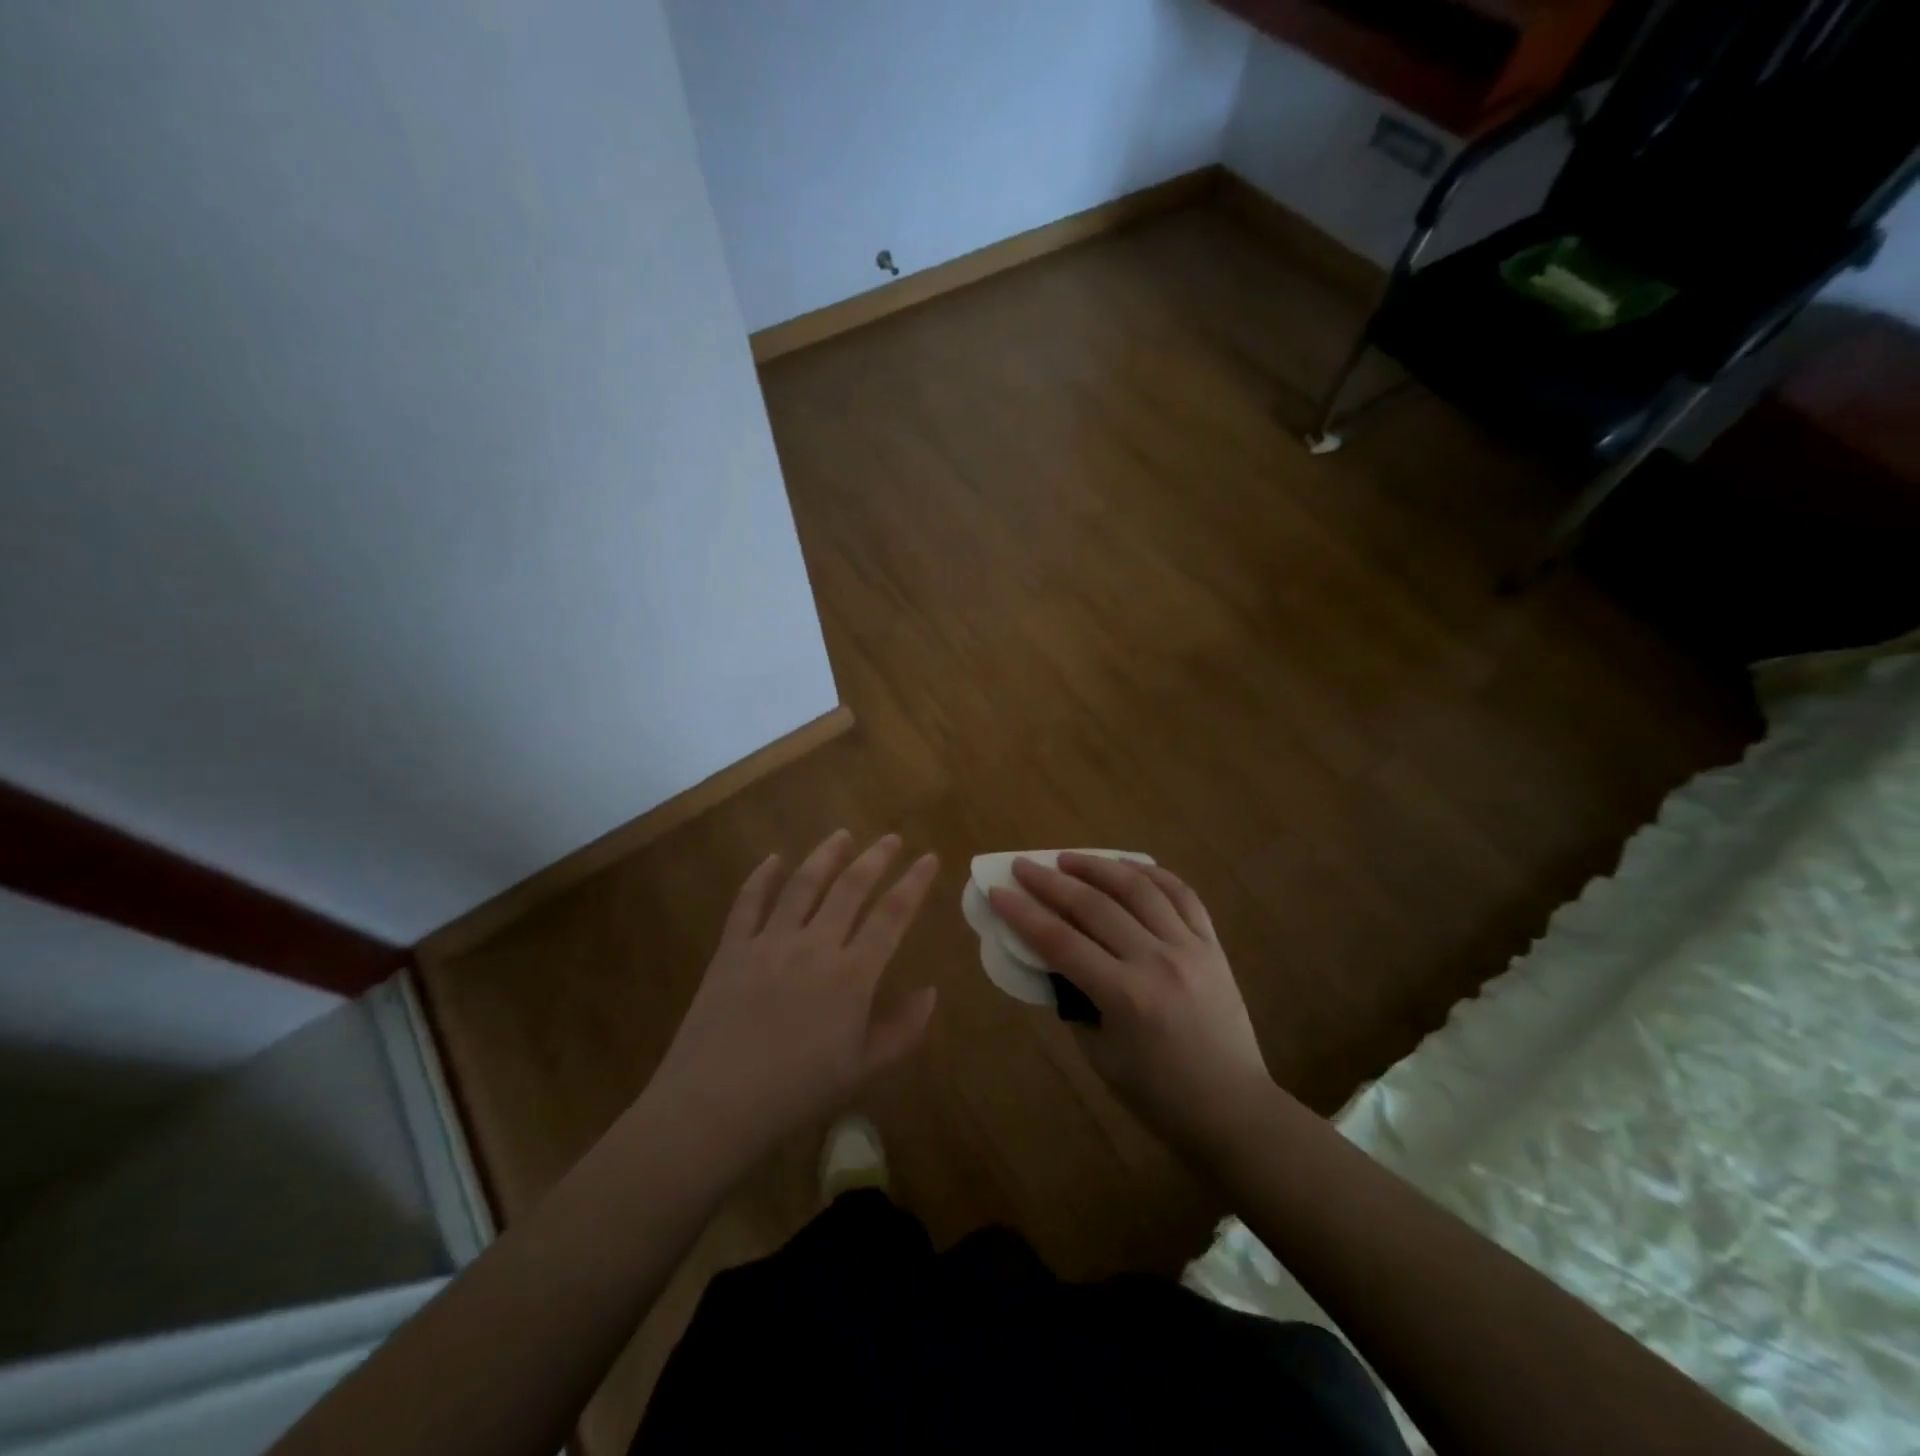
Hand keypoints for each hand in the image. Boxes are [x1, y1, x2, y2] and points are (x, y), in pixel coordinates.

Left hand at [650, 831, 939, 1152]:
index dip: (914, 883)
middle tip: (891, 838)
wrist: (714, 1105)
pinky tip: (774, 859)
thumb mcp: (862, 1070)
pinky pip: (748, 901)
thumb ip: (902, 1030)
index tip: (928, 858)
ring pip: (803, 884)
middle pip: (851, 887)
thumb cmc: (795, 1093)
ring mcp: (770, 942)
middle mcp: (815, 945)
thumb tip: (931, 992)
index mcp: (852, 975)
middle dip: (876, 858)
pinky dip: (762, 876)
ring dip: (826, 855)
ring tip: (842, 835)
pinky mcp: (732, 948)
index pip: (892, 915)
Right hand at [990, 854, 1270, 1149]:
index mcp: (1125, 996)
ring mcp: (1189, 948)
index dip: (1023, 914)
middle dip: (1051, 881)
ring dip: (1098, 866)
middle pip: (1094, 906)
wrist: (1233, 1109)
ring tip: (1068, 858)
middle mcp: (1157, 962)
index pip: (1060, 941)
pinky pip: (1182, 895)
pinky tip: (1127, 867)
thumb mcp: (1100, 1054)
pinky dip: (1152, 874)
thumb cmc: (1157, 1095)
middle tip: (1023, 865)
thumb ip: (1075, 1001)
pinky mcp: (1213, 945)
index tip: (997, 891)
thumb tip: (1055, 960)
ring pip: (1138, 888)